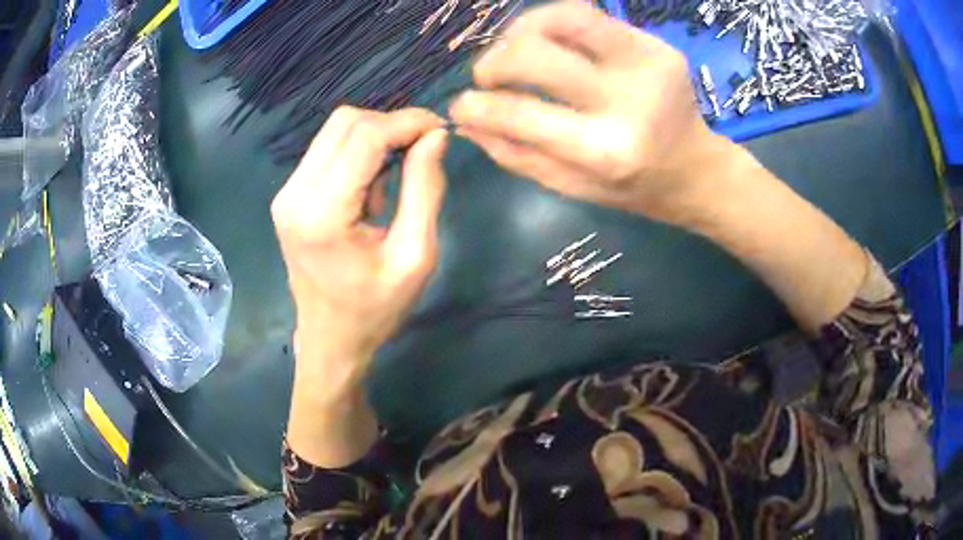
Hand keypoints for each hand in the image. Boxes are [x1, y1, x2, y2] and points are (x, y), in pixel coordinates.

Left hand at [272, 106, 447, 381]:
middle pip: (346, 122)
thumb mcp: (415, 257)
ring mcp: (287, 192)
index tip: (441, 130)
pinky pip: (327, 149)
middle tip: (425, 146)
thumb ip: (425, 190)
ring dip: (375, 135)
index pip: (365, 136)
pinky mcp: (289, 195)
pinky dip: (358, 150)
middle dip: (392, 123)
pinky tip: (374, 182)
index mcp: (323, 213)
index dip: (408, 122)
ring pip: (335, 130)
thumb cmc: (375, 309)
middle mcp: (295, 194)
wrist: (330, 339)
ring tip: (400, 168)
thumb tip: (435, 136)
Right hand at [450, 2, 729, 225]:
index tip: (461, 105)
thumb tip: (466, 122)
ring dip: (523, 29)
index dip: (478, 105)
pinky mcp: (656, 45)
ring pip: (564, 17)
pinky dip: (556, 24)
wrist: (696, 169)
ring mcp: (646, 65)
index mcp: (605, 151)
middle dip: (495, 60)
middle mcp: (628, 100)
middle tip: (488, 75)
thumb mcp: (572, 186)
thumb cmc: (633, 187)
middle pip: (536, 52)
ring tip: (516, 49)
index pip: (522, 114)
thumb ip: (517, 155)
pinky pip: (590, 18)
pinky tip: (552, 43)